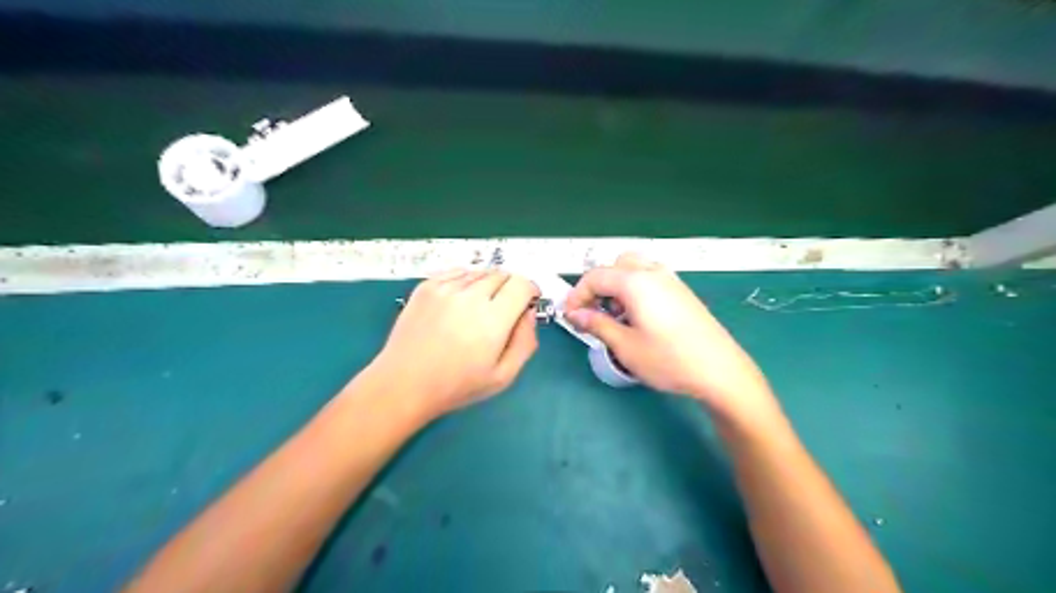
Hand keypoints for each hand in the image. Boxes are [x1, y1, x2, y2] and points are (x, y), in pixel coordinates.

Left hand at [369, 272, 539, 418]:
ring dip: (488, 284)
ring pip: (480, 272)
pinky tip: (460, 302)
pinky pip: (457, 272)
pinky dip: (466, 281)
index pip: (522, 284)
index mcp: (493, 319)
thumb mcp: (503, 376)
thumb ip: (525, 341)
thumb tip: (529, 312)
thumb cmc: (456, 386)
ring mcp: (445, 288)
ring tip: (478, 309)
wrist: (404, 384)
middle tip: (503, 310)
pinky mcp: (426, 286)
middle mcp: (470, 296)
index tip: (526, 303)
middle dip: (510, 288)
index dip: (530, 291)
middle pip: (502, 274)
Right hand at [566, 253, 776, 423]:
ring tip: (614, 316)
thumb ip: (596, 324)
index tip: (569, 316)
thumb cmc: (668, 360)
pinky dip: (634, 288)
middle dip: (598, 285)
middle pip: (615, 265)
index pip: (595, 276)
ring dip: (617, 285)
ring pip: (634, 269)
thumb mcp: (625, 346)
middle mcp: (653, 272)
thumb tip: (575, 314)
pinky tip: (637, 317)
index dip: (577, 294)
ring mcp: (671, 280)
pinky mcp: (682, 292)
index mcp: (636, 281)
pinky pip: (650, 278)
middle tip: (591, 312)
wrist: (720, 371)